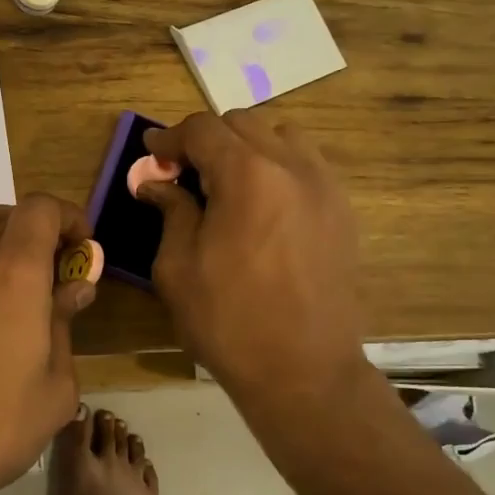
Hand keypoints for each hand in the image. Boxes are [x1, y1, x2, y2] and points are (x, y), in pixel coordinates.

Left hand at [0, 194, 95, 494]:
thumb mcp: (54, 389)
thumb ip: (66, 327)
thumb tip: (72, 290)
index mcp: (12, 270)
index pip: (40, 209)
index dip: (67, 218)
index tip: (82, 250)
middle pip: (3, 215)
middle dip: (35, 231)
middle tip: (52, 273)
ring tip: (15, 293)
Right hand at [140, 110, 369, 412]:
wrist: (303, 370)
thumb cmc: (228, 321)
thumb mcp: (178, 267)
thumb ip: (170, 211)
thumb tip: (156, 183)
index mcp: (247, 175)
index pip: (203, 129)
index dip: (170, 137)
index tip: (151, 154)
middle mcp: (292, 166)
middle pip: (242, 124)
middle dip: (206, 140)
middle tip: (183, 173)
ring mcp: (325, 186)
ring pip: (281, 136)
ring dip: (246, 148)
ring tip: (226, 184)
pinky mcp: (343, 210)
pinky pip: (306, 165)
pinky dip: (277, 167)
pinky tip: (261, 204)